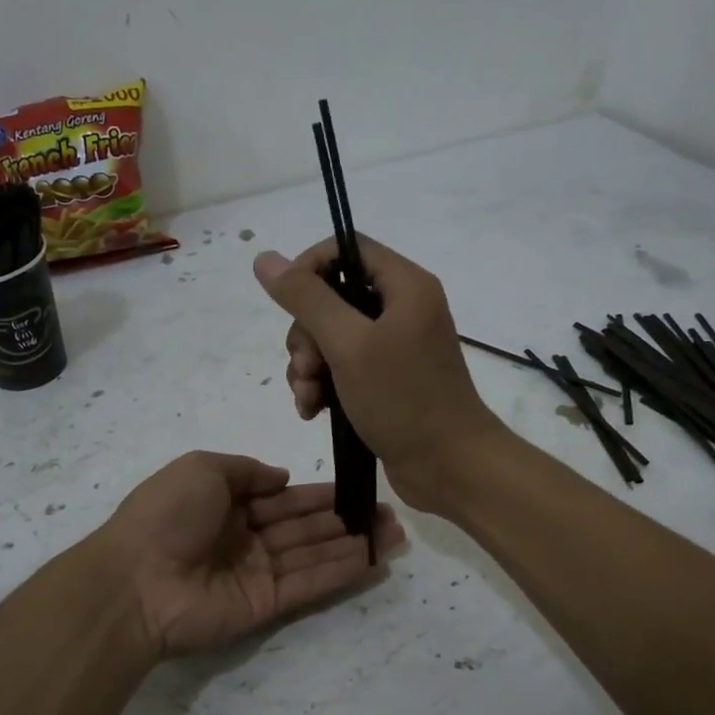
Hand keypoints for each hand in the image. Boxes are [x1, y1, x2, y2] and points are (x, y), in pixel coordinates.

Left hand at [100, 451, 404, 658]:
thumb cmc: (167, 514)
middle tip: (390, 514)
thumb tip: (283, 477)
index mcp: (228, 504)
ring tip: (395, 535)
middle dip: (346, 519)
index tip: (358, 488)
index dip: (320, 494)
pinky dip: (341, 572)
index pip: (285, 498)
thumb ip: (247, 470)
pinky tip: (373, 560)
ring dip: (353, 545)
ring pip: (314, 554)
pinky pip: (309, 584)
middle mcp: (246, 538)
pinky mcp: (265, 605)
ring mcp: (256, 573)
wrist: (135, 581)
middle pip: (305, 527)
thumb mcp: (203, 468)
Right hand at [253, 237, 506, 511]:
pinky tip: (312, 411)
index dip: (309, 268)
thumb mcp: (349, 345)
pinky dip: (322, 385)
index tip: (286, 303)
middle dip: (306, 334)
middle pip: (332, 297)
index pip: (346, 248)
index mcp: (405, 286)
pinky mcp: (386, 381)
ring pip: (331, 337)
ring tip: (308, 398)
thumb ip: (307, 299)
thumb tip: (265, 259)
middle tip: (307, 369)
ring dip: (308, 366)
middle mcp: (401, 309)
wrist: (449, 466)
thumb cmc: (403, 399)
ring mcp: (394, 347)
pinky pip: (341, 368)